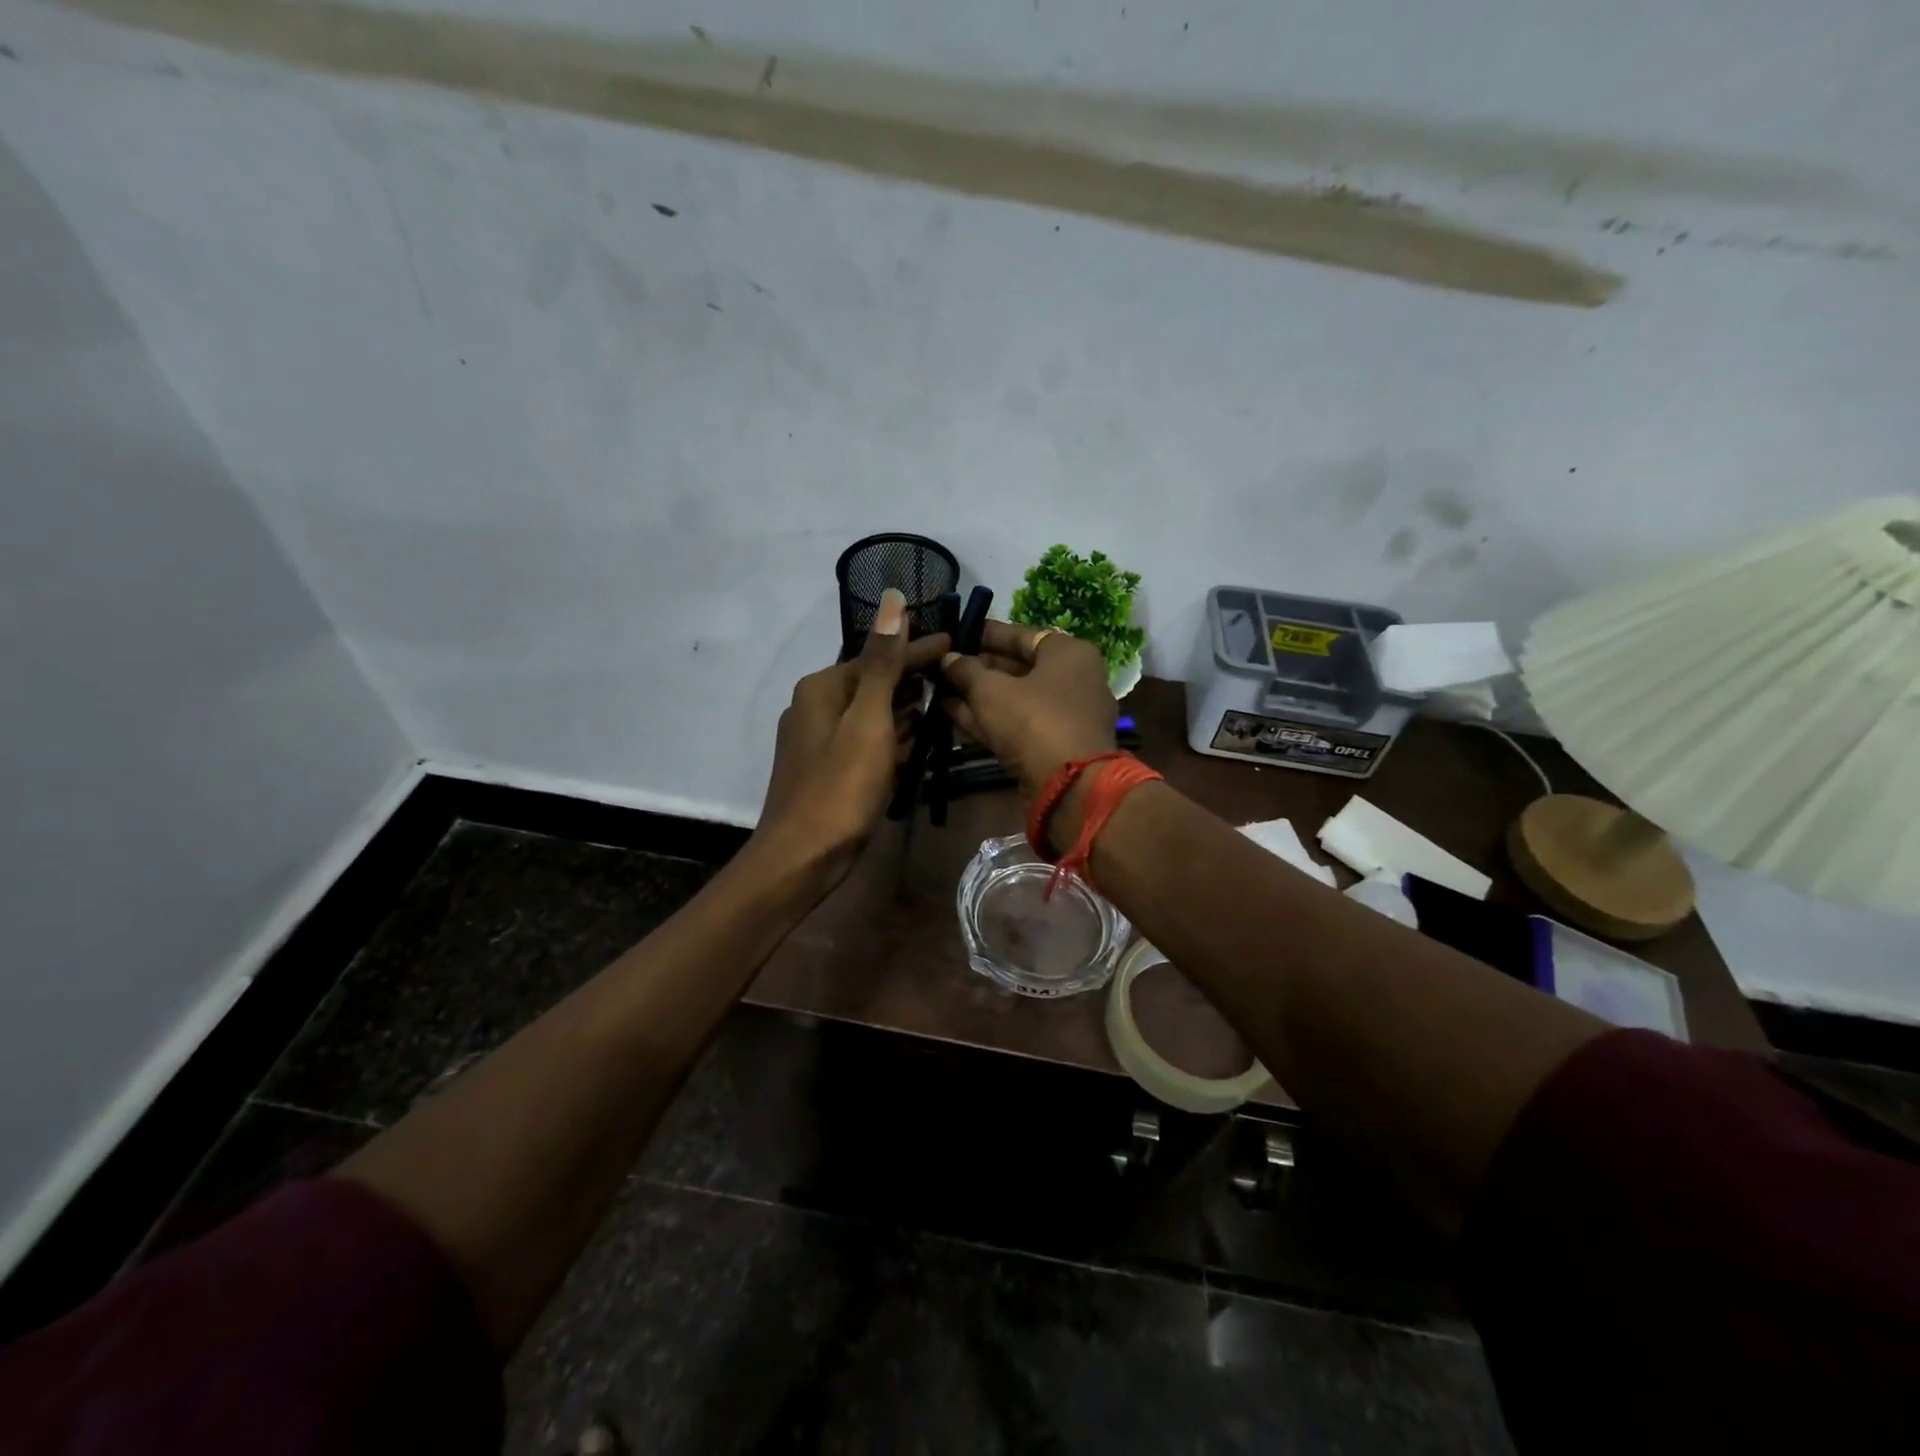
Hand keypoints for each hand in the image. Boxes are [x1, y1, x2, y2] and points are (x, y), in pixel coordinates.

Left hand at [758, 589, 950, 882]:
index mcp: (823, 687)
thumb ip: (884, 662)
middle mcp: (815, 706)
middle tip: (956, 676)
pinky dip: (889, 738)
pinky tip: (913, 742)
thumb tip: (894, 599)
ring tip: (943, 705)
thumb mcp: (869, 720)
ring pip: (870, 713)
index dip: (919, 649)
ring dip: (904, 710)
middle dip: (912, 680)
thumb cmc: (840, 786)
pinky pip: (865, 740)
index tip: (956, 641)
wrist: (802, 857)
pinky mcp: (826, 768)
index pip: (880, 656)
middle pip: (874, 682)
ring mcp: (818, 739)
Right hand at [938, 620, 1117, 815]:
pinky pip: (1018, 724)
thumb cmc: (1034, 721)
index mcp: (1069, 654)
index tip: (956, 635)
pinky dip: (989, 719)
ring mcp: (1066, 716)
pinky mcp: (1054, 746)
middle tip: (942, 666)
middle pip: (1019, 668)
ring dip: (978, 696)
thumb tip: (948, 658)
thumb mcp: (991, 690)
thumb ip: (966, 670)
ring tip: (939, 689)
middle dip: (979, 669)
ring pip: (1016, 699)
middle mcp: (1074, 680)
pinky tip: (951, 714)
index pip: (1022, 635)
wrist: (1069, 786)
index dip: (985, 635)